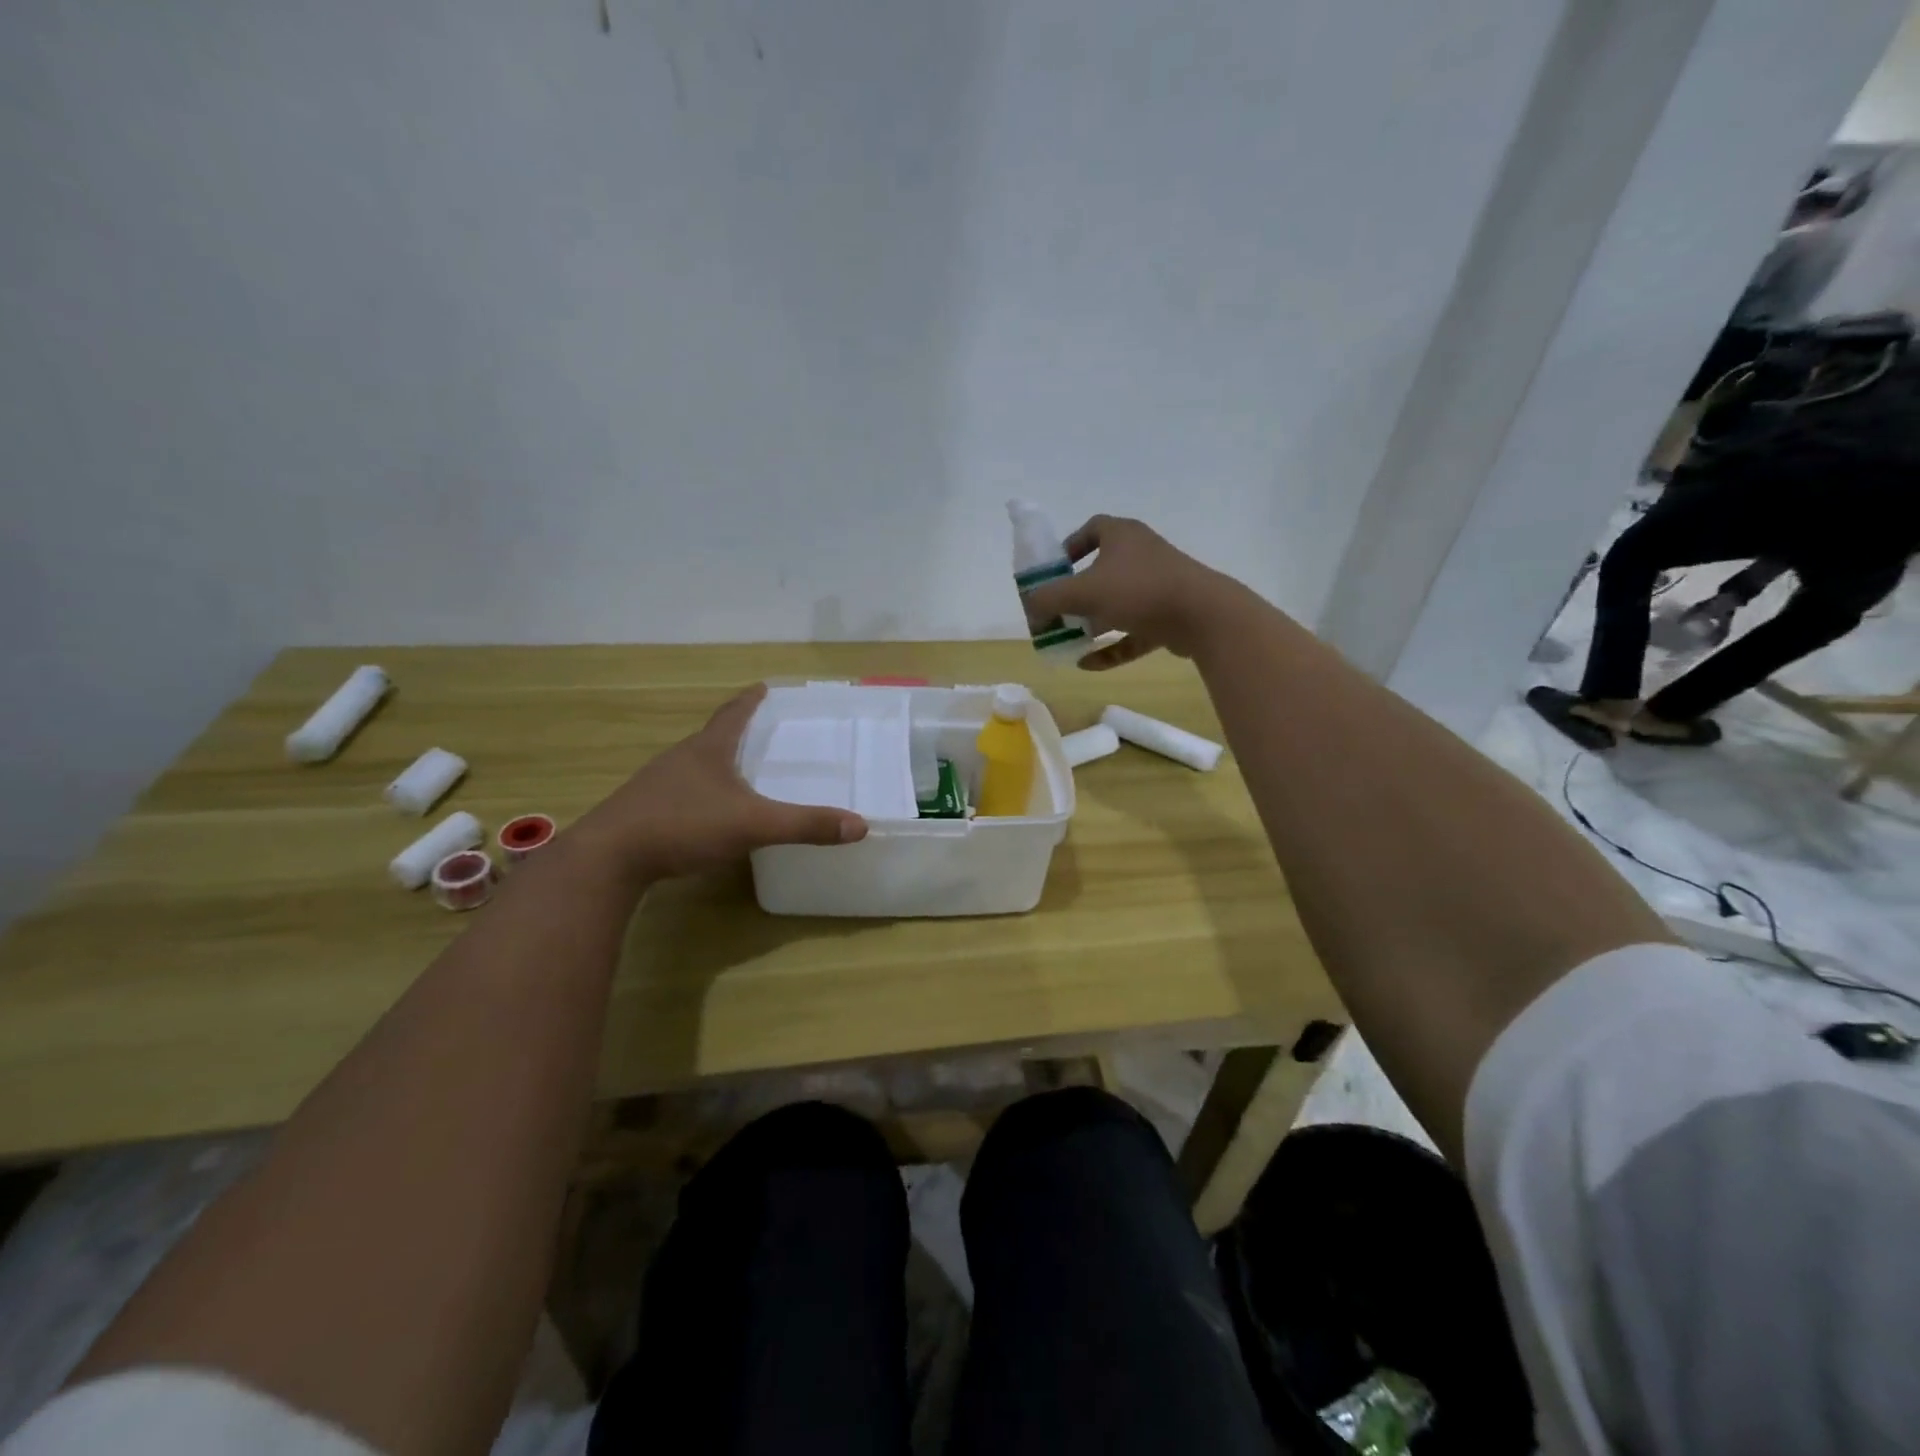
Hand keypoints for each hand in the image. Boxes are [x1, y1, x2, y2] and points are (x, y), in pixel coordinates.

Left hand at [569, 685, 867, 881]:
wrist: (609, 858)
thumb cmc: (683, 825)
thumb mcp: (753, 824)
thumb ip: (805, 825)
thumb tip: (860, 825)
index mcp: (708, 749)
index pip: (733, 714)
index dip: (750, 700)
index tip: (763, 686)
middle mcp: (681, 758)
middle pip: (713, 736)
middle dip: (737, 732)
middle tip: (763, 733)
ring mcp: (657, 784)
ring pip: (694, 765)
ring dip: (717, 763)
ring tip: (739, 772)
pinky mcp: (644, 811)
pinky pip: (681, 792)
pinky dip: (701, 793)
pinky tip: (708, 813)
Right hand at [1020, 515, 1234, 670]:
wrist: (1202, 615)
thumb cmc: (1138, 591)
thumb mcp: (1082, 592)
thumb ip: (1047, 599)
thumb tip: (1030, 610)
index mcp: (1122, 536)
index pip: (1092, 529)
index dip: (1070, 546)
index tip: (1054, 569)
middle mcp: (1141, 555)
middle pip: (1101, 571)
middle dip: (1075, 594)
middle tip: (1055, 613)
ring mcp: (1158, 587)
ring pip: (1117, 604)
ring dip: (1091, 623)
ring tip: (1067, 642)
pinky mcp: (1168, 617)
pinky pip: (1132, 632)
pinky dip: (1111, 647)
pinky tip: (1087, 664)